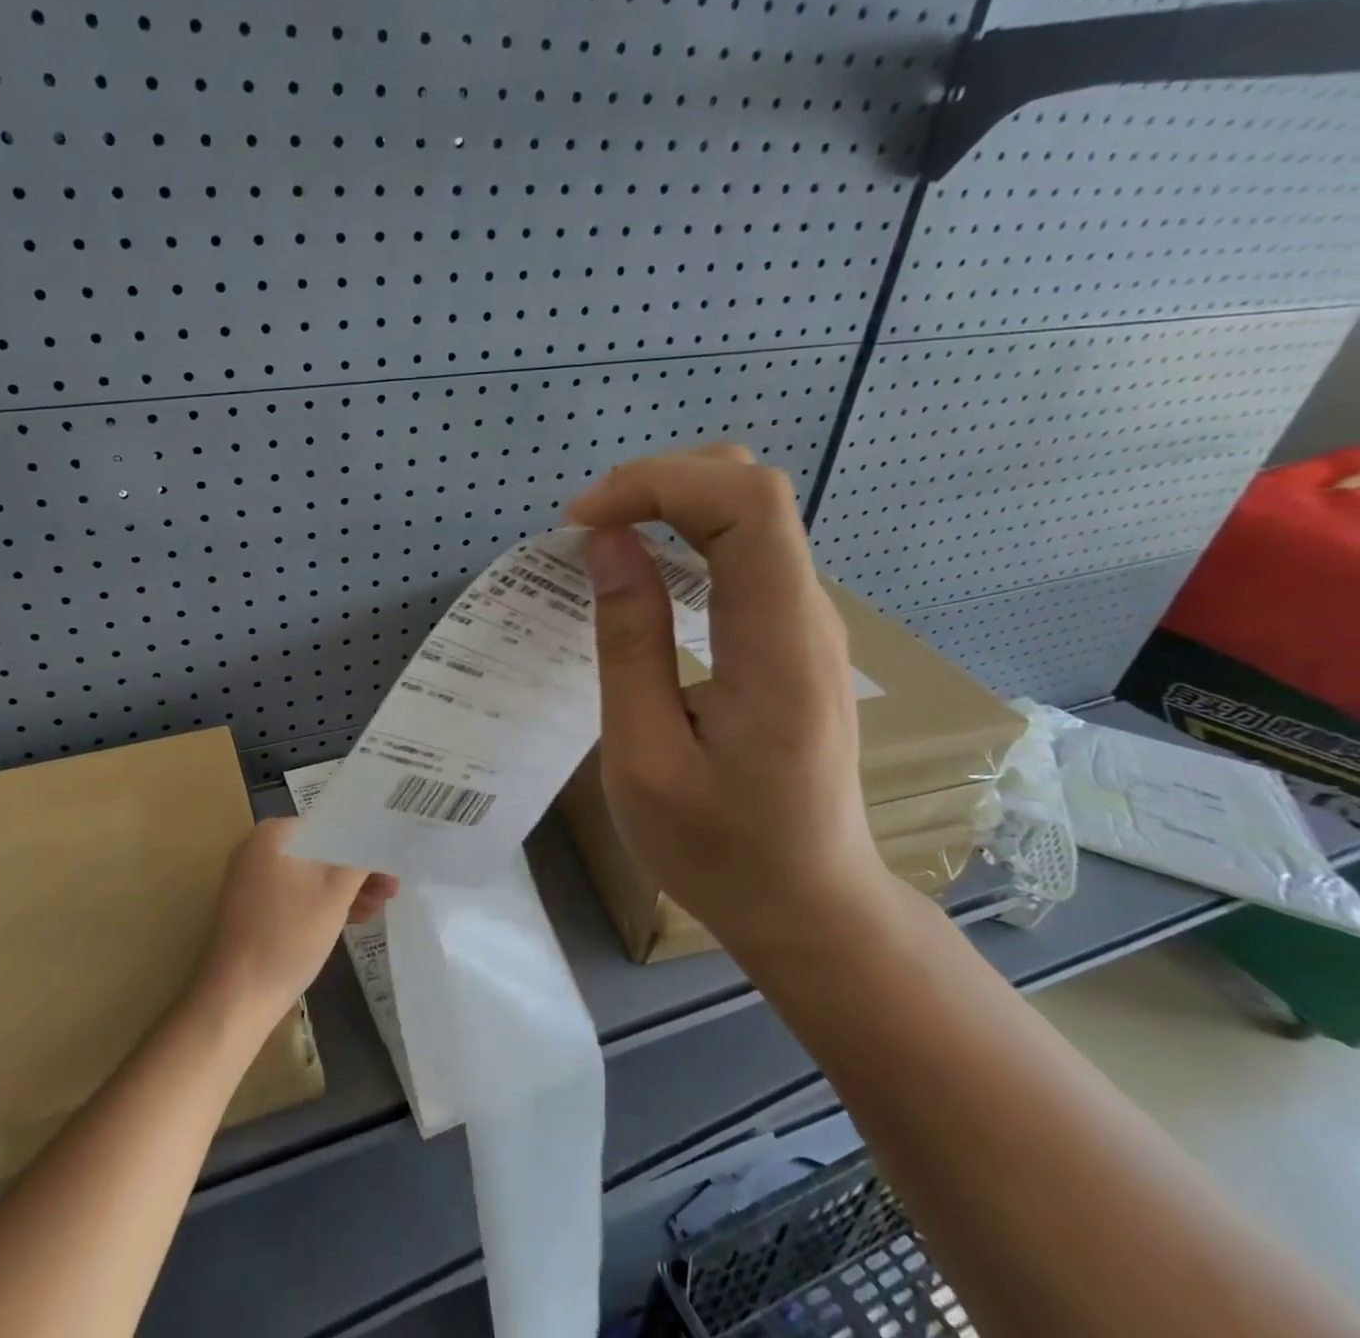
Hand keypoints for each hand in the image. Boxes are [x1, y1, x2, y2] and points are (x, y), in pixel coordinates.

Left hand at [194, 818, 397, 1023]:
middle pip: (323, 851)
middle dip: (359, 871)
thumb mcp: (336, 893)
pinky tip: (353, 918)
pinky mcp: (253, 907)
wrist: (236, 998)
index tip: (393, 863)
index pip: (334, 827)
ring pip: (312, 874)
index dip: (368, 844)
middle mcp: (259, 848)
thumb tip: (380, 837)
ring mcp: (253, 878)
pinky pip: (297, 893)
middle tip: (392, 889)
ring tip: (379, 908)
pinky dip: (323, 902)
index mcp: (275, 834)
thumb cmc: (289, 936)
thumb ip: (362, 859)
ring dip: (346, 889)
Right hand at [566, 445, 889, 950]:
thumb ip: (628, 643)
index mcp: (777, 643)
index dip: (657, 483)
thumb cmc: (719, 850)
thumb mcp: (645, 757)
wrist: (808, 907)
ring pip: (749, 514)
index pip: (745, 502)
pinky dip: (684, 539)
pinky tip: (642, 576)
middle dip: (659, 483)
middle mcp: (806, 615)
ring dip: (669, 506)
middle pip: (751, 489)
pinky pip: (744, 553)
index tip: (581, 521)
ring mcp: (805, 623)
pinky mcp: (790, 637)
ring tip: (601, 545)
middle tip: (586, 528)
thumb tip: (607, 544)